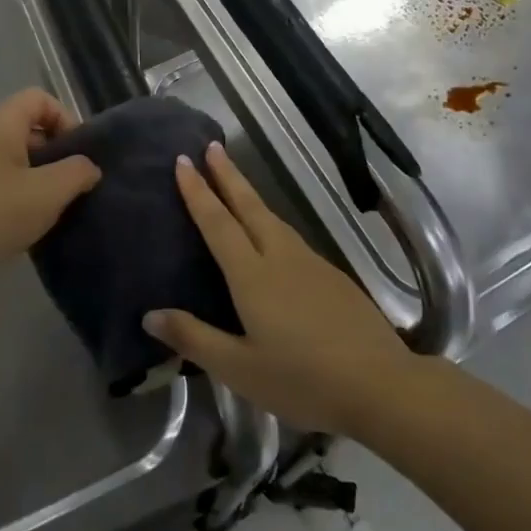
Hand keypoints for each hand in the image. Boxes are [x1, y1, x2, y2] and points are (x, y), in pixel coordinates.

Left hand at [0, 89, 100, 294]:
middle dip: (56, 155)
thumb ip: (77, 173)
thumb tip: (88, 168)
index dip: (65, 118)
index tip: (77, 153)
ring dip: (40, 182)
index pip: (39, 99)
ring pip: (17, 162)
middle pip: (29, 130)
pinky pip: (1, 186)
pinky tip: (29, 227)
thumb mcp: (48, 191)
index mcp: (2, 125)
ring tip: (54, 210)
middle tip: (71, 185)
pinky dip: (20, 200)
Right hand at [145, 142, 416, 436]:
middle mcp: (280, 257)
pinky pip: (290, 236)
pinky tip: (271, 234)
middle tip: (211, 146)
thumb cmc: (302, 380)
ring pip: (273, 218)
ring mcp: (311, 263)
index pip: (218, 223)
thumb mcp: (239, 369)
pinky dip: (270, 220)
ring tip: (234, 181)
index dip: (198, 192)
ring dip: (249, 194)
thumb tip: (150, 315)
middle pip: (249, 206)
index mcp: (253, 275)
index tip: (183, 161)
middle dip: (228, 175)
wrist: (380, 383)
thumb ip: (194, 339)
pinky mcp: (332, 275)